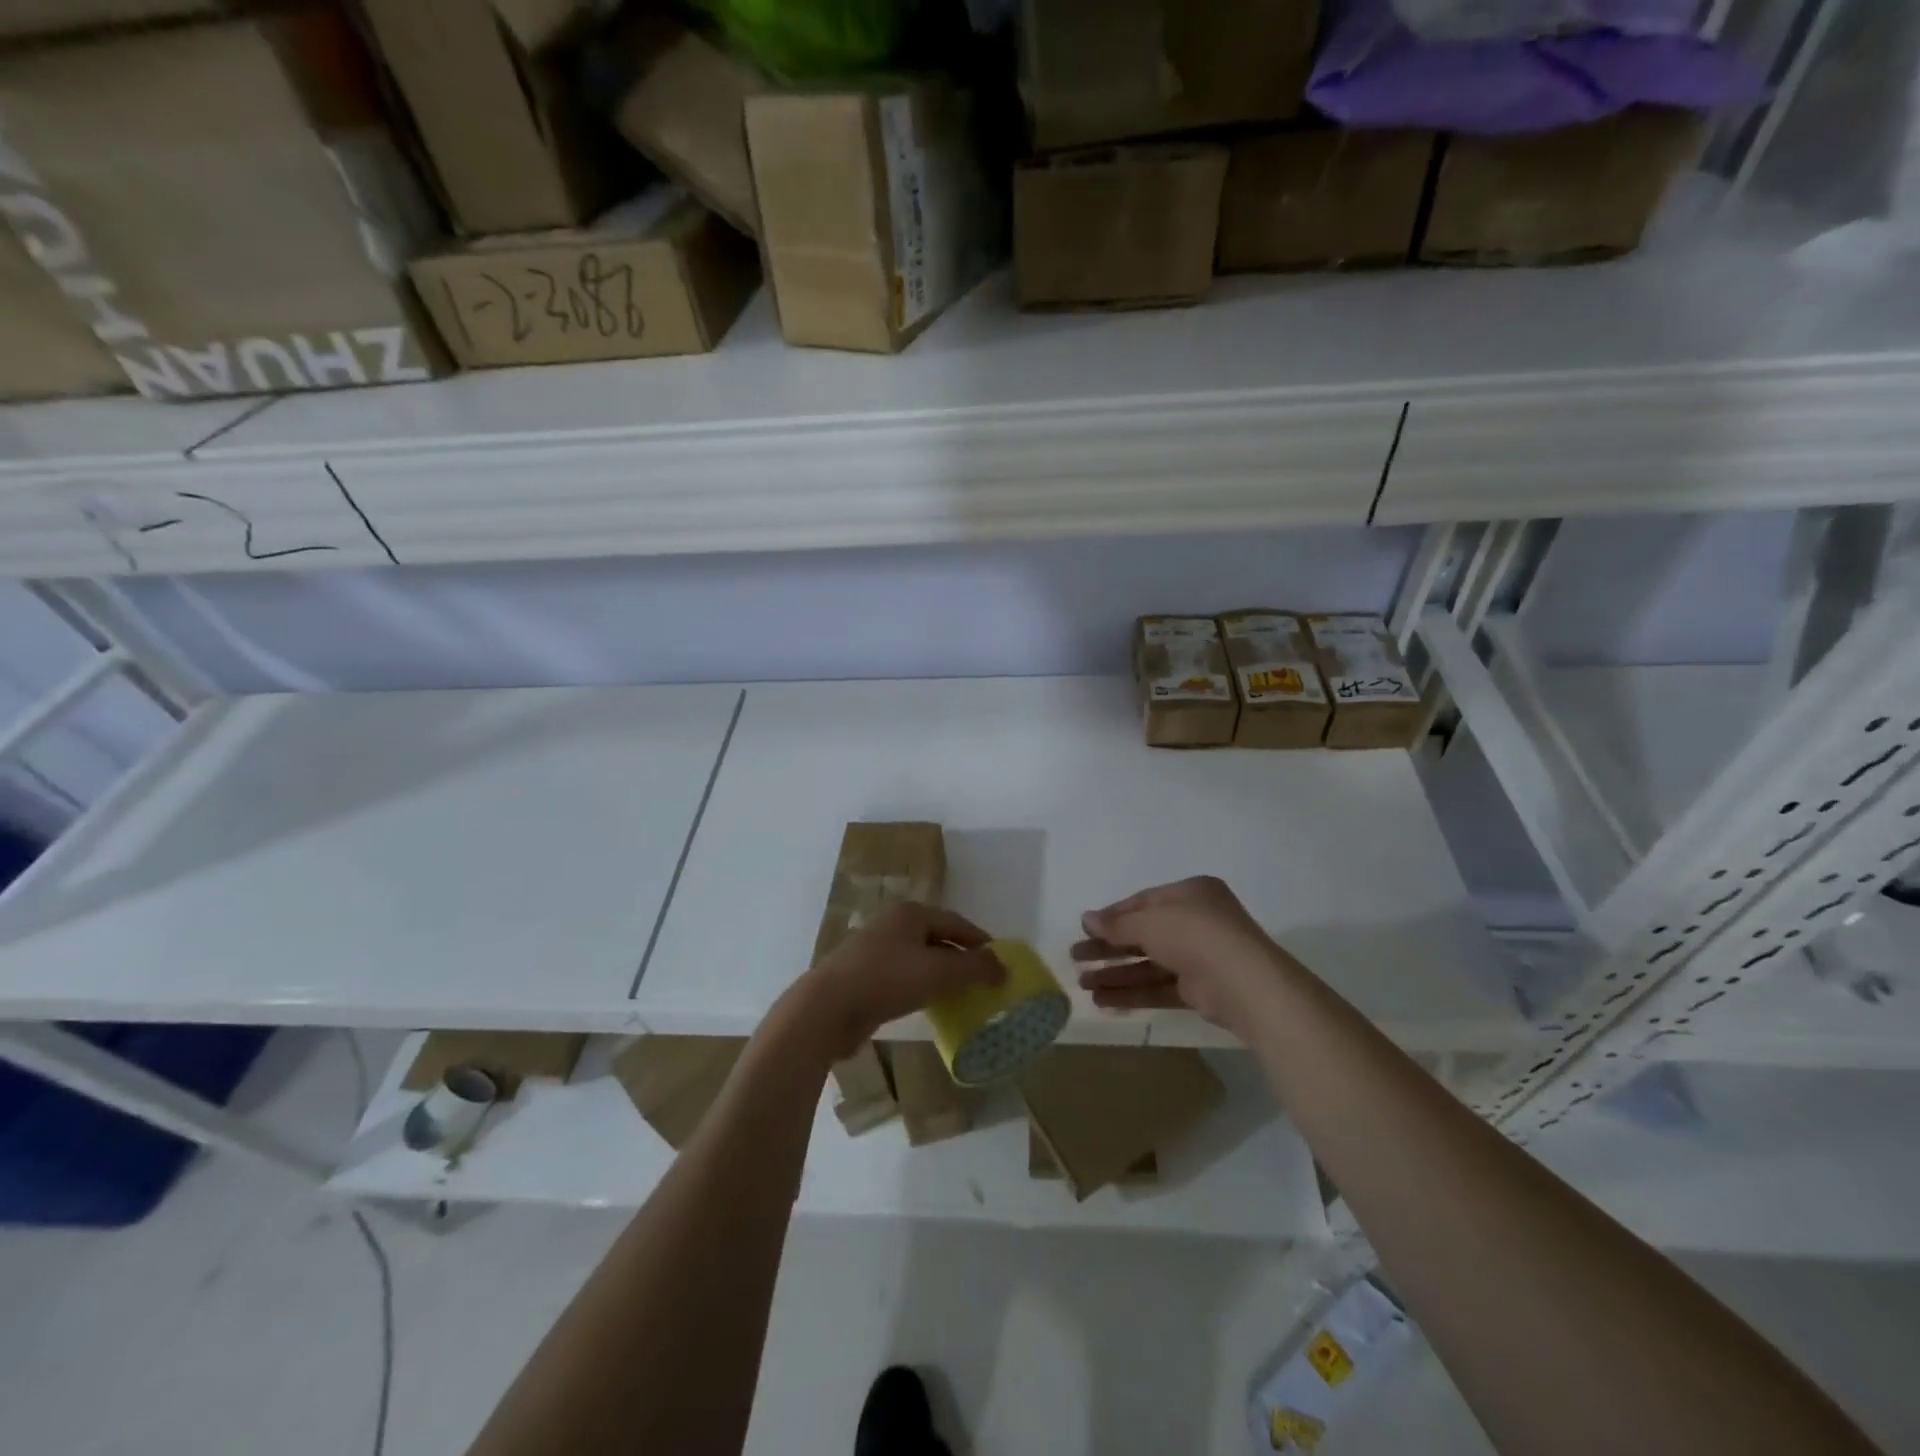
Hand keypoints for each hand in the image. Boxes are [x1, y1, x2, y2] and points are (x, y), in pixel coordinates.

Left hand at [796, 903, 1005, 1060]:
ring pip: (919, 959)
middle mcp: (892, 926)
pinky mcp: (863, 978)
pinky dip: (921, 988)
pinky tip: (928, 1006)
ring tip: (961, 995)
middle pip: (937, 939)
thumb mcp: (938, 972)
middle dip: (961, 959)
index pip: (956, 922)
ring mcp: (874, 951)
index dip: (980, 942)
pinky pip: (903, 978)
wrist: (826, 1009)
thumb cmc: (886, 980)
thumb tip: (1003, 966)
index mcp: (911, 914)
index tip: (1000, 962)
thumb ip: (974, 968)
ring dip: (941, 975)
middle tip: (983, 981)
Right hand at [1073, 876, 1288, 1040]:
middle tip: (1076, 958)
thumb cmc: (1195, 935)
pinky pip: (1160, 988)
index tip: (1085, 930)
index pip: (1143, 903)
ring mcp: (1200, 957)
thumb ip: (1117, 924)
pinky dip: (1133, 993)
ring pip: (1149, 964)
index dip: (1112, 916)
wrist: (1245, 984)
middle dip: (1109, 948)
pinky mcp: (1200, 990)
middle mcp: (1196, 922)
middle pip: (1143, 934)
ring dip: (1116, 973)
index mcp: (1190, 894)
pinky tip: (1104, 1000)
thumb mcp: (1149, 922)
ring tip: (1083, 984)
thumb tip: (1087, 919)